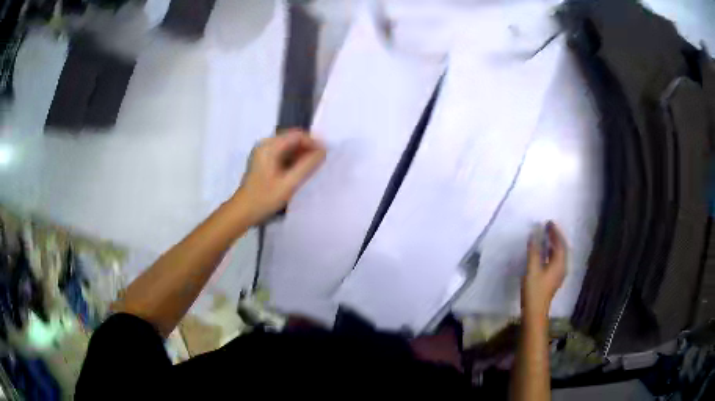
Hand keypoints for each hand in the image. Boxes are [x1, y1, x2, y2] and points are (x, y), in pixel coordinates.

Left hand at [233, 129, 325, 223]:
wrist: (243, 211)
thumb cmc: (265, 198)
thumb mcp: (289, 183)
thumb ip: (307, 165)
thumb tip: (323, 151)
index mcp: (269, 146)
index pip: (297, 135)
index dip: (313, 142)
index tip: (325, 154)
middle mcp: (265, 144)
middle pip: (292, 138)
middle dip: (308, 148)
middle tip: (320, 161)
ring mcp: (263, 152)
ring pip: (288, 146)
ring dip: (301, 153)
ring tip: (312, 167)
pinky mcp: (263, 160)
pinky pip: (282, 153)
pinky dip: (293, 158)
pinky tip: (299, 170)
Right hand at [521, 221, 566, 318]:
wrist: (535, 310)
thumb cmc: (534, 290)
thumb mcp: (532, 269)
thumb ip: (533, 251)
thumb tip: (534, 235)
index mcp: (559, 263)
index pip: (560, 243)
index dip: (555, 232)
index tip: (548, 223)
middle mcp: (562, 267)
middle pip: (562, 248)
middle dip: (556, 237)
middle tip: (548, 227)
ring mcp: (559, 274)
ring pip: (560, 255)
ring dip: (554, 244)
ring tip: (547, 237)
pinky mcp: (554, 279)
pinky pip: (556, 260)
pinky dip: (552, 252)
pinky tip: (546, 253)